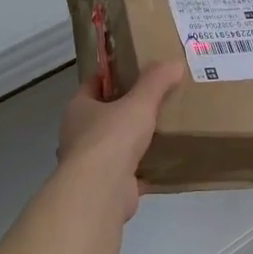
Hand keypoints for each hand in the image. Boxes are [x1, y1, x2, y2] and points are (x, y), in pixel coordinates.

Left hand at [56, 62, 183, 218]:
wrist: (102, 190)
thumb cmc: (112, 138)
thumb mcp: (139, 103)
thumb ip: (156, 82)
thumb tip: (174, 63)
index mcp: (78, 109)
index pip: (93, 84)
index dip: (112, 76)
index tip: (135, 70)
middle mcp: (79, 134)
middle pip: (104, 115)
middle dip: (126, 109)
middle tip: (155, 99)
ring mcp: (91, 163)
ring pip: (114, 145)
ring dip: (133, 140)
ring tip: (163, 129)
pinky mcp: (106, 186)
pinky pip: (128, 172)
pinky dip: (143, 168)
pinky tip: (164, 163)